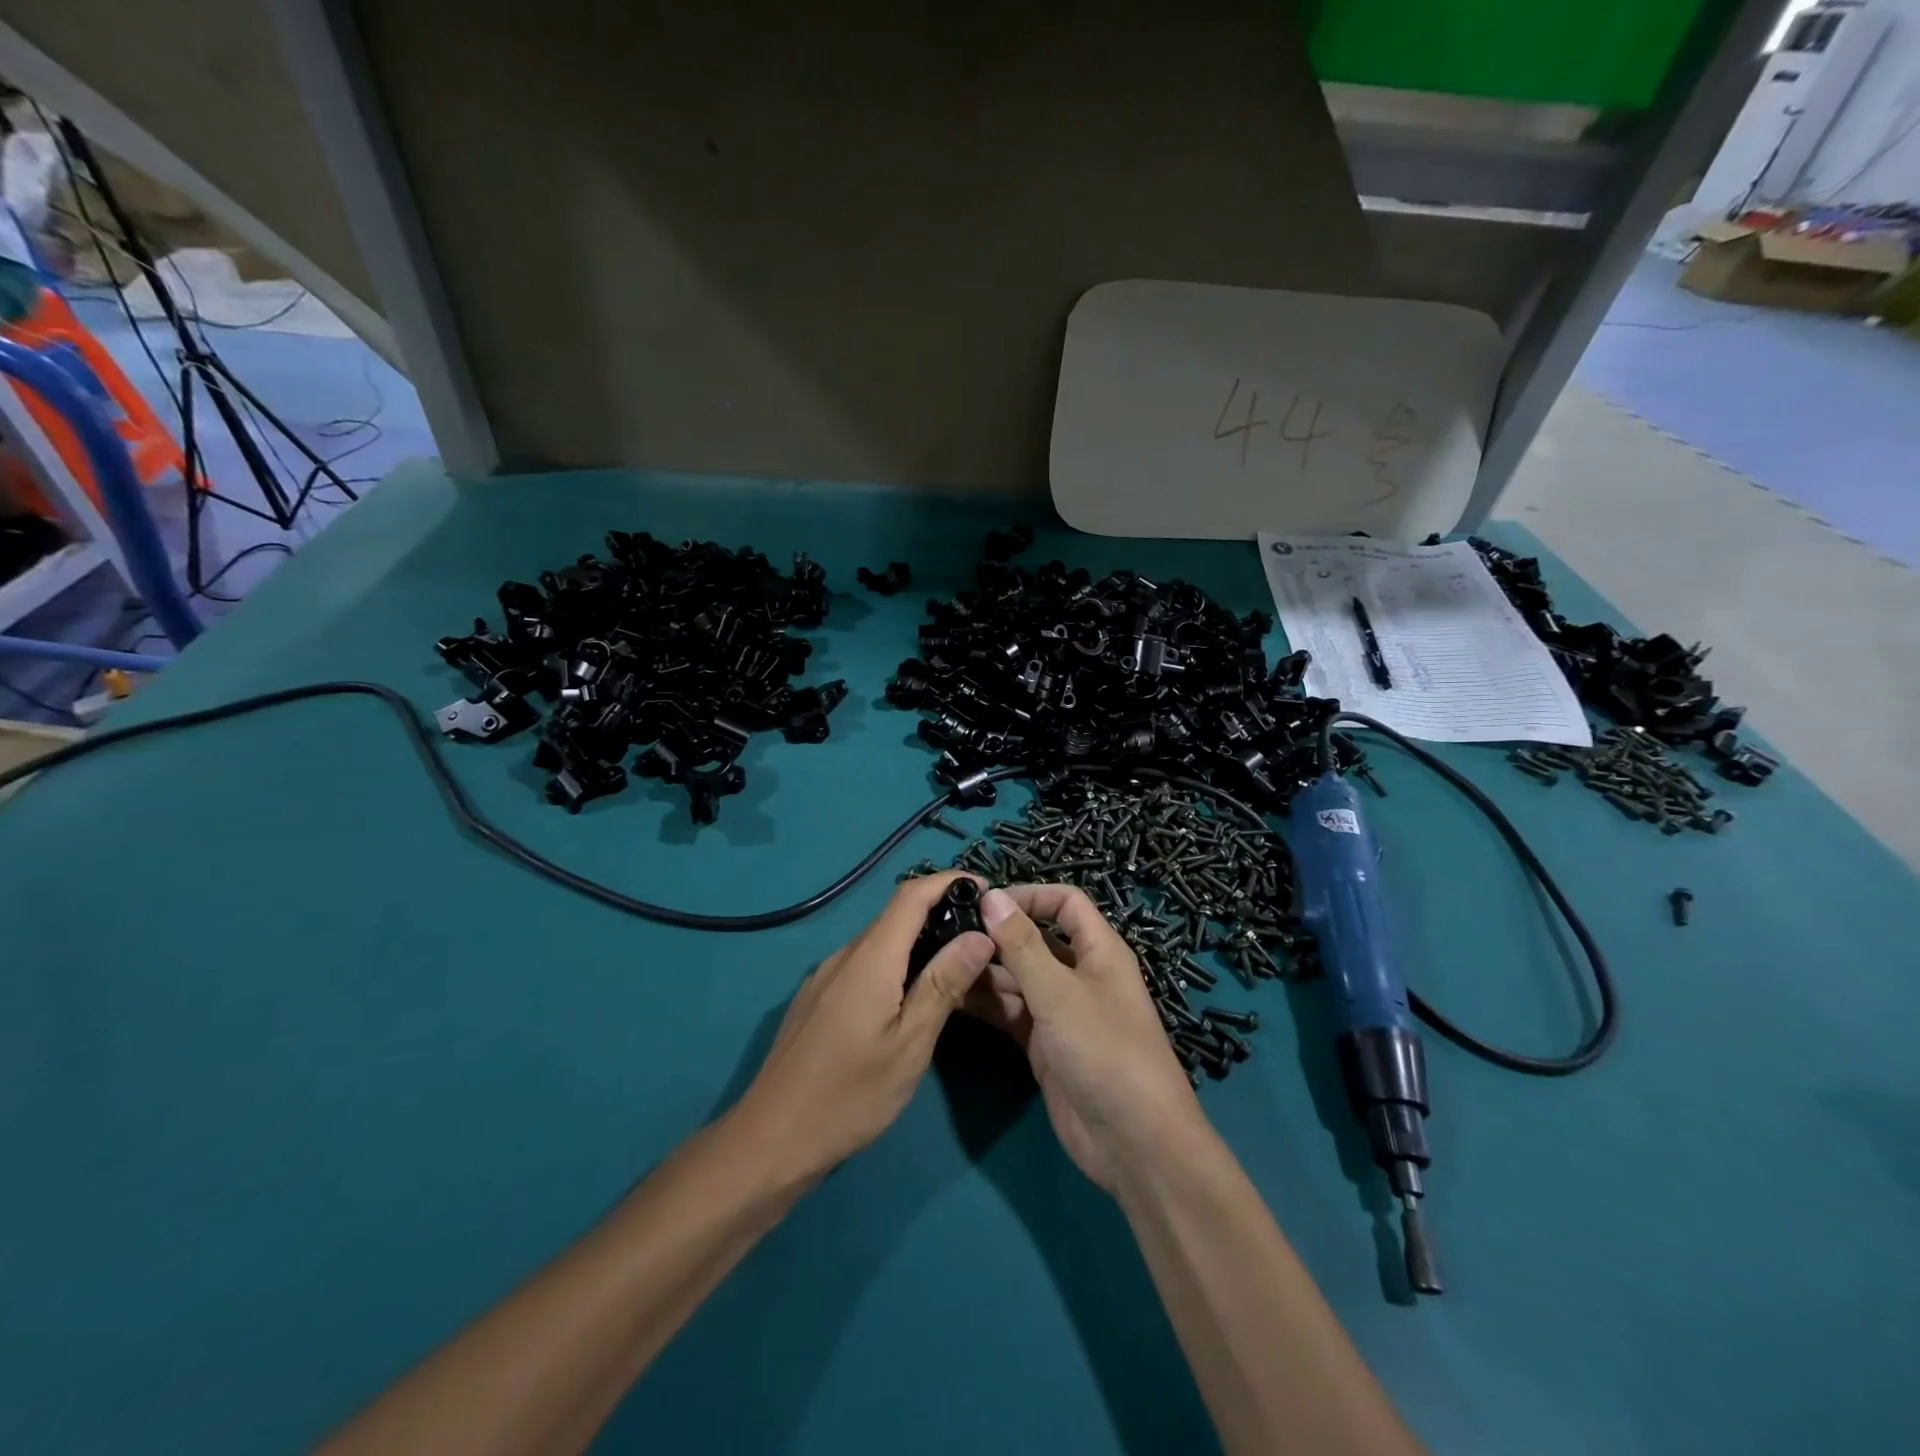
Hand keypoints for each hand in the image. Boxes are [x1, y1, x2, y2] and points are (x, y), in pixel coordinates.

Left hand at [730, 872, 994, 1182]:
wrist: (770, 1140)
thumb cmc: (849, 1096)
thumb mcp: (909, 1044)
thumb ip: (943, 984)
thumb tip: (979, 935)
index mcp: (870, 958)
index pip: (912, 895)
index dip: (949, 881)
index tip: (987, 889)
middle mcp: (844, 956)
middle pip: (896, 916)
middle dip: (941, 913)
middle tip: (982, 938)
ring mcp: (825, 977)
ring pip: (879, 943)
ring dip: (918, 943)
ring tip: (955, 968)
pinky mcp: (817, 998)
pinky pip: (863, 965)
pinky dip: (895, 965)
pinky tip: (909, 998)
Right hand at [967, 884, 1209, 1191]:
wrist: (1133, 1143)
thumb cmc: (1104, 1051)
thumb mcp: (1059, 993)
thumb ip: (1022, 945)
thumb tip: (991, 896)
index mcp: (1098, 951)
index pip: (1065, 903)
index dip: (1029, 895)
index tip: (984, 901)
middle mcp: (1079, 975)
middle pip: (1035, 940)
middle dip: (997, 935)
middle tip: (947, 933)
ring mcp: (1061, 1012)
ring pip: (1018, 978)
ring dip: (986, 970)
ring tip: (941, 962)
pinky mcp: (1045, 1045)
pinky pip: (1012, 1012)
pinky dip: (986, 1004)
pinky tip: (951, 997)